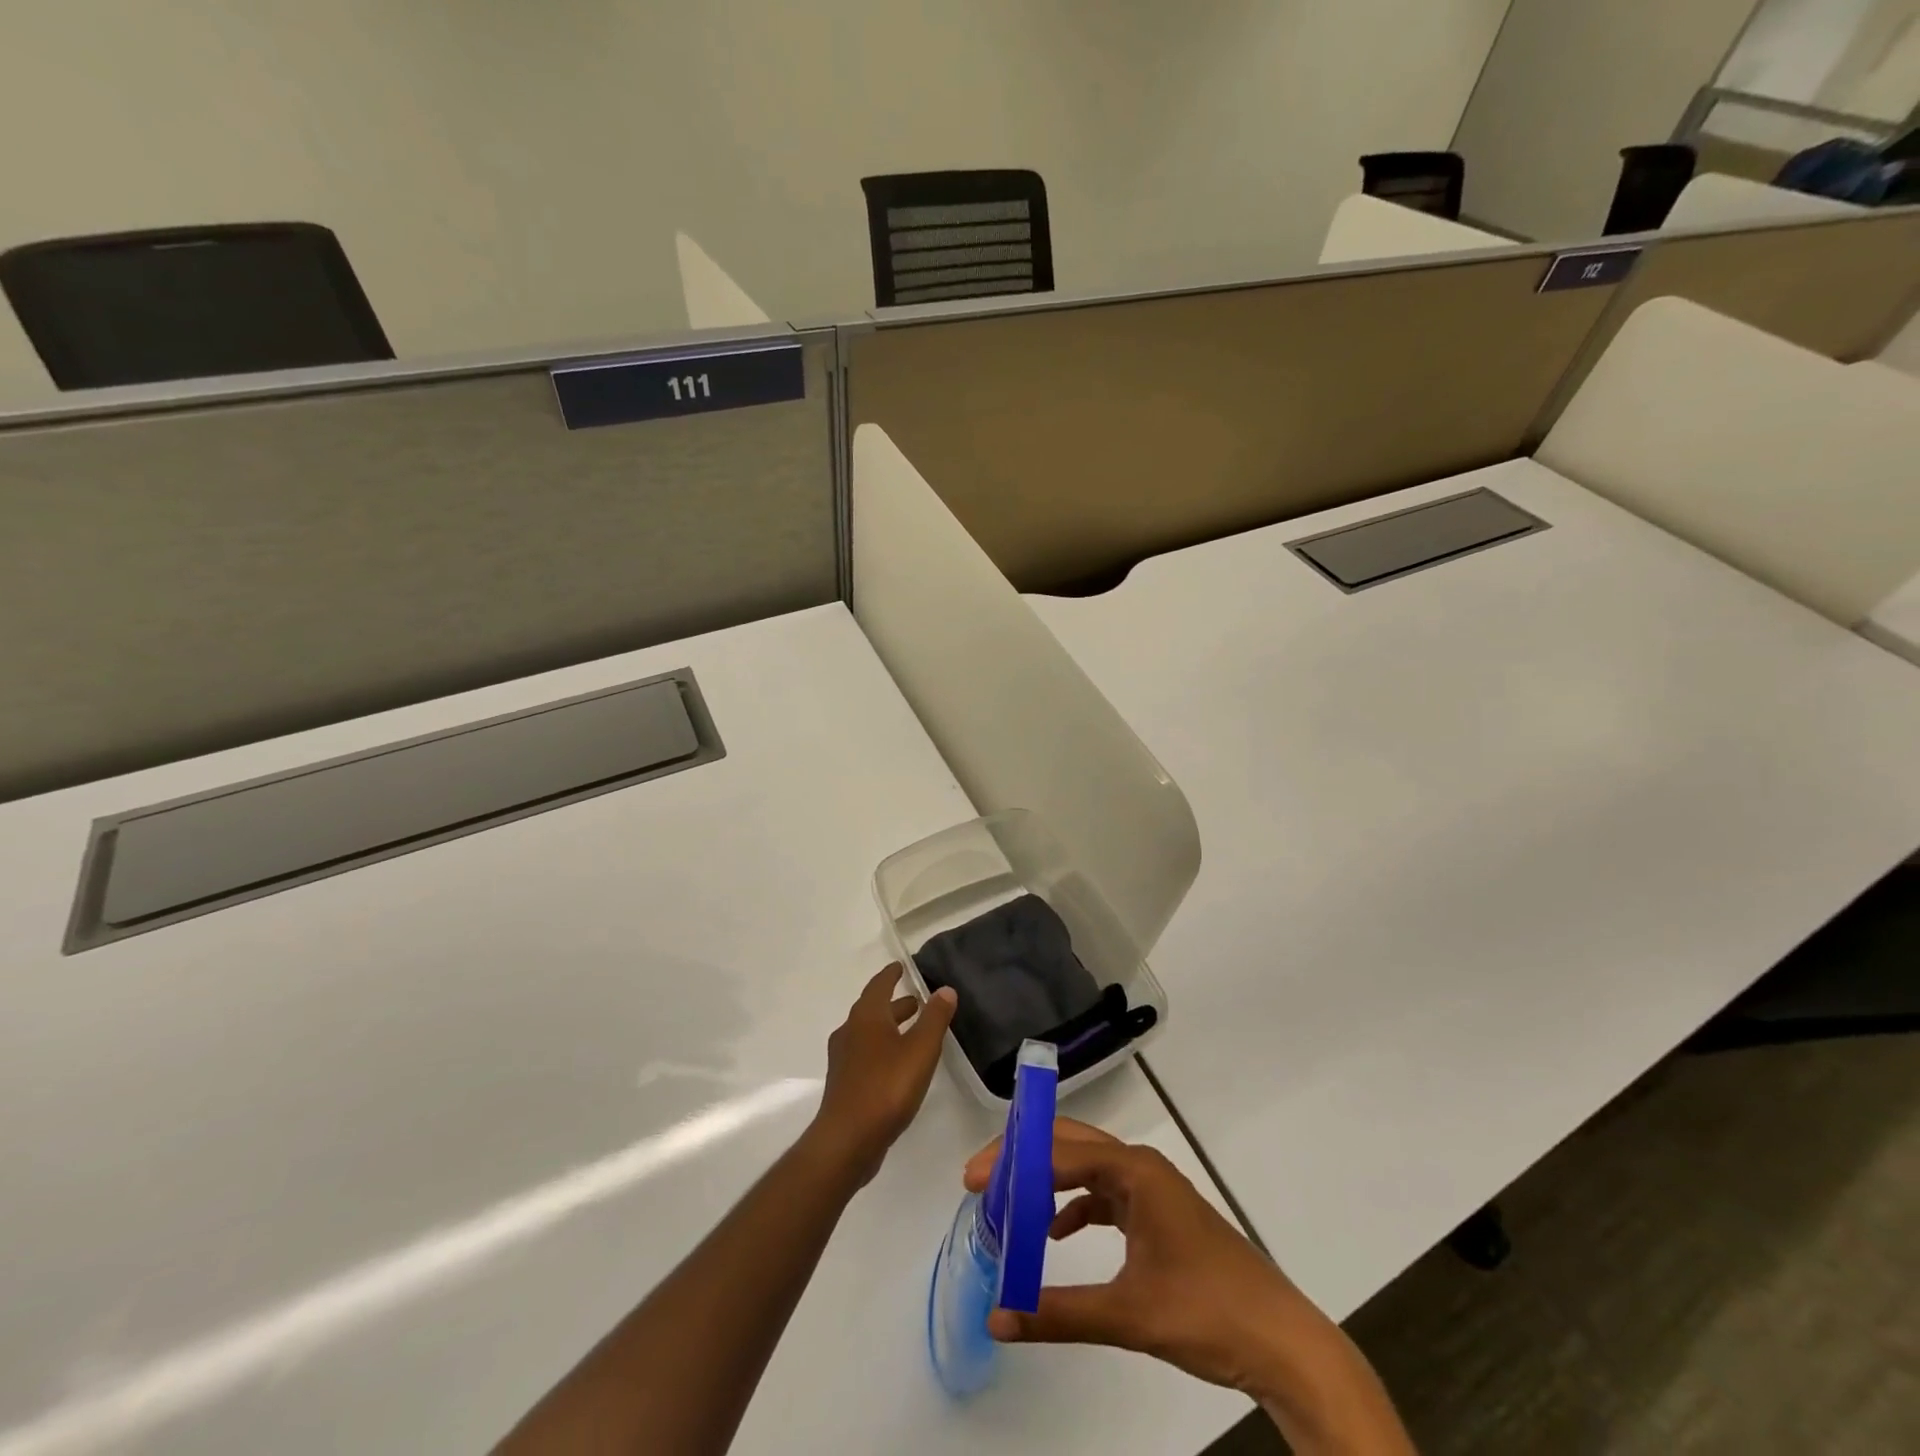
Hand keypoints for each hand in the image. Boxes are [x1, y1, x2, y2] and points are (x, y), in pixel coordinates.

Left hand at [812, 965, 956, 1186]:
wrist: (847, 1139)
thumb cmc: (886, 1086)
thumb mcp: (920, 1049)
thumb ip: (935, 1018)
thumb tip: (945, 989)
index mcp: (867, 1016)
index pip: (879, 985)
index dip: (891, 974)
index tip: (900, 966)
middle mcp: (850, 1031)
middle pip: (873, 1009)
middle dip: (895, 1003)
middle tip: (917, 1001)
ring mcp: (844, 1059)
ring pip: (869, 1033)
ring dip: (889, 1027)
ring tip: (912, 1032)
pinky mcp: (844, 1083)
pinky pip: (866, 1054)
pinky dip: (883, 1048)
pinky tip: (897, 1065)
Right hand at [961, 1119, 1323, 1396]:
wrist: (1283, 1343)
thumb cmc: (1208, 1313)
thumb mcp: (1129, 1316)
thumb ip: (1060, 1314)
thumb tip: (997, 1320)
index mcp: (1134, 1170)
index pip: (1059, 1151)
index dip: (1011, 1162)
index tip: (972, 1181)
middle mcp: (1140, 1167)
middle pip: (1070, 1146)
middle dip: (1023, 1159)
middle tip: (980, 1182)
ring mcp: (1152, 1190)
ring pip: (1087, 1169)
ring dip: (1046, 1182)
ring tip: (1007, 1204)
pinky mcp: (1159, 1216)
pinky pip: (1105, 1196)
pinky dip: (1075, 1206)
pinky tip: (1056, 1233)